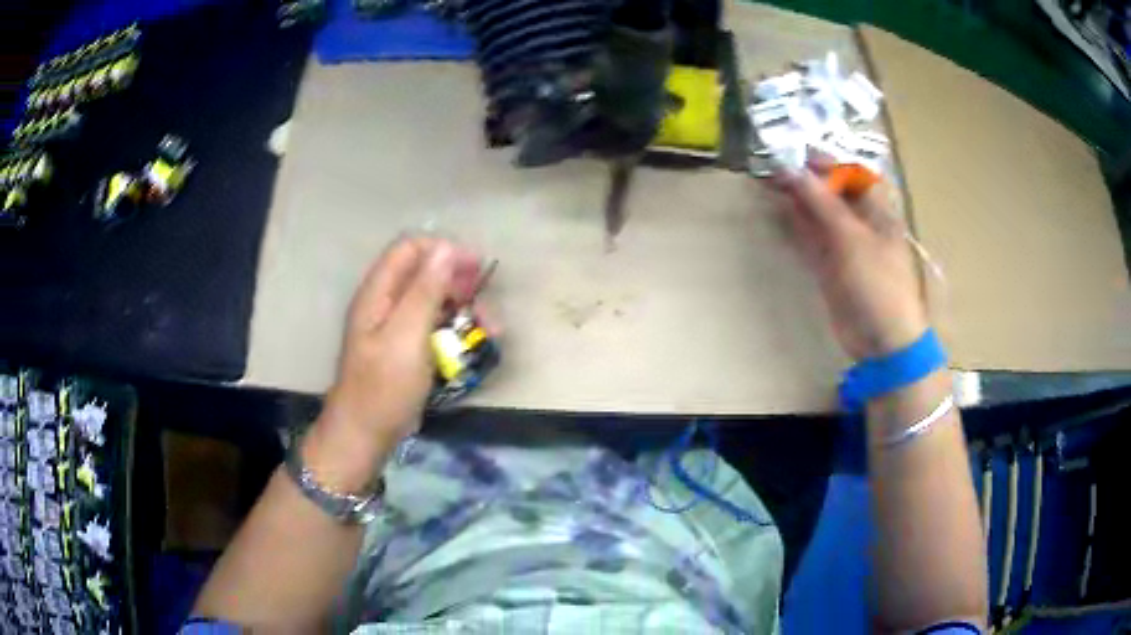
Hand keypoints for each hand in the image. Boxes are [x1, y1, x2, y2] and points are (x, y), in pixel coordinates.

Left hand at [314, 237, 485, 463]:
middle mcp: (386, 301)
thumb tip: (446, 248)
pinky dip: (457, 327)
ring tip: (492, 328)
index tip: (476, 269)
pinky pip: (435, 324)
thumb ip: (425, 290)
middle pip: (425, 271)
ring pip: (435, 299)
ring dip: (465, 307)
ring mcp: (396, 325)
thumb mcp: (407, 336)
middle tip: (484, 302)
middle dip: (460, 281)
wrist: (366, 434)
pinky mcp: (407, 346)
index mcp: (379, 292)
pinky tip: (477, 341)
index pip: (411, 248)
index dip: (444, 251)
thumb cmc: (384, 387)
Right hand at [772, 160, 927, 360]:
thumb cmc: (877, 283)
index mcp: (876, 209)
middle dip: (804, 178)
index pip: (849, 174)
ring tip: (766, 181)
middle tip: (770, 164)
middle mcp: (860, 222)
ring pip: (818, 214)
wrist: (882, 340)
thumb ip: (820, 201)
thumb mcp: (851, 237)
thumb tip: (789, 168)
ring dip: (796, 199)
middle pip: (831, 192)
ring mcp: (845, 245)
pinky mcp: (830, 266)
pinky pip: (811, 238)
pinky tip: (777, 211)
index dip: (823, 161)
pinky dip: (795, 225)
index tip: (791, 152)